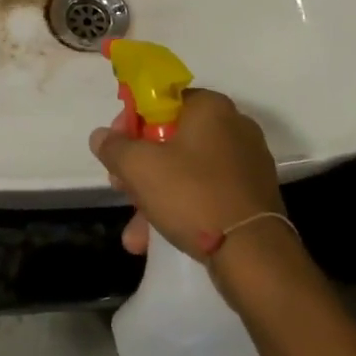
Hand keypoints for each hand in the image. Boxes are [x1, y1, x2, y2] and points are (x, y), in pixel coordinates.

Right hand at [90, 89, 282, 260]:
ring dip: (155, 196)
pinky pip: (207, 192)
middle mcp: (234, 126)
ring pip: (187, 170)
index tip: (115, 147)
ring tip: (135, 233)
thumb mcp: (139, 167)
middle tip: (121, 188)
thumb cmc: (193, 194)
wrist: (254, 256)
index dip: (131, 121)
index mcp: (210, 106)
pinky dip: (182, 209)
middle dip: (141, 167)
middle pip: (172, 138)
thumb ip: (114, 147)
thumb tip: (101, 136)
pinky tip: (156, 239)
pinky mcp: (253, 196)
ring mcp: (247, 163)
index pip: (161, 100)